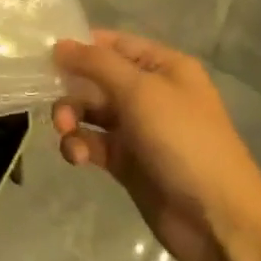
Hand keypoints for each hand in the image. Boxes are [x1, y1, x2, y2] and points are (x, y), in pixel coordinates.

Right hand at [52, 31, 260, 260]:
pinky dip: (80, 146)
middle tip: (58, 107)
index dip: (80, 47)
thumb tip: (59, 44)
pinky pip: (93, 143)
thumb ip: (96, 64)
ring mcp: (138, 129)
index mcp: (164, 67)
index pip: (113, 44)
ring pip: (90, 112)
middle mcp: (150, 93)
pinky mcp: (126, 161)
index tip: (45, 55)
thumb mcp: (140, 91)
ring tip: (67, 134)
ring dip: (72, 119)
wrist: (215, 217)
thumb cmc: (183, 140)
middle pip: (96, 79)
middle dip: (72, 90)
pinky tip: (77, 157)